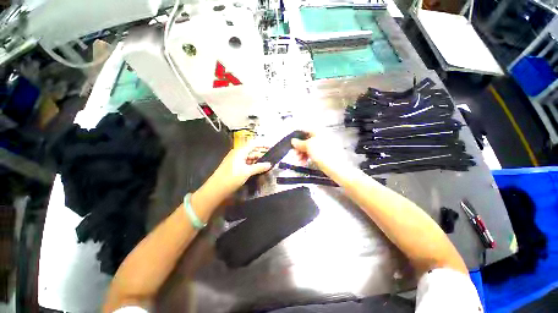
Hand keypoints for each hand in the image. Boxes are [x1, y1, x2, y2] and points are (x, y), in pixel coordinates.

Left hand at [206, 145, 271, 196]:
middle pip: (251, 152)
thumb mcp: (247, 172)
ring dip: (256, 162)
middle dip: (260, 156)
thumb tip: (269, 164)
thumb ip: (259, 167)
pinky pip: (244, 163)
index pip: (253, 145)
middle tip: (269, 161)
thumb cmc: (232, 177)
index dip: (262, 146)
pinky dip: (251, 166)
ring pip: (248, 158)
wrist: (216, 189)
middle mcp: (237, 153)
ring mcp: (234, 160)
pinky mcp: (233, 167)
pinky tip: (256, 170)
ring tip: (265, 167)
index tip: (270, 149)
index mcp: (240, 151)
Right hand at [291, 131, 349, 175]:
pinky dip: (307, 157)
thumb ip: (299, 143)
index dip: (297, 137)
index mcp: (318, 132)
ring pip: (309, 148)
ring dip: (301, 154)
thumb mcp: (308, 146)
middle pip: (306, 140)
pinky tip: (303, 163)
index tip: (292, 145)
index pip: (305, 131)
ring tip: (298, 161)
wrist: (336, 167)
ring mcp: (323, 146)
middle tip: (294, 156)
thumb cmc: (321, 153)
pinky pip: (313, 153)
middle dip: (298, 149)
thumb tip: (293, 140)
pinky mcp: (324, 154)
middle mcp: (321, 137)